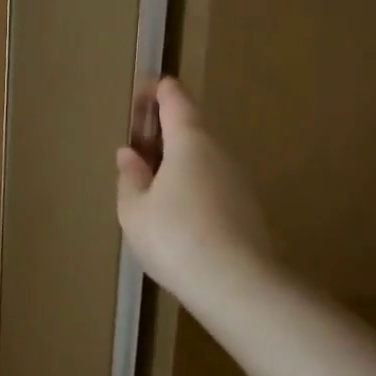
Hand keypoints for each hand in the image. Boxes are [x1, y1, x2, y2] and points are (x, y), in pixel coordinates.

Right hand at [116, 78, 274, 316]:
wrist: (237, 286)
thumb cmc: (175, 237)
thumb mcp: (134, 208)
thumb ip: (130, 177)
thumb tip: (130, 154)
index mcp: (189, 141)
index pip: (175, 100)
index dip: (157, 90)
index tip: (142, 89)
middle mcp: (218, 153)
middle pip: (190, 128)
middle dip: (163, 129)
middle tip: (136, 142)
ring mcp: (236, 181)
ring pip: (201, 158)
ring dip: (176, 159)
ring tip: (149, 179)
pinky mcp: (245, 209)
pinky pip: (211, 183)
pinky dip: (190, 183)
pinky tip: (174, 210)